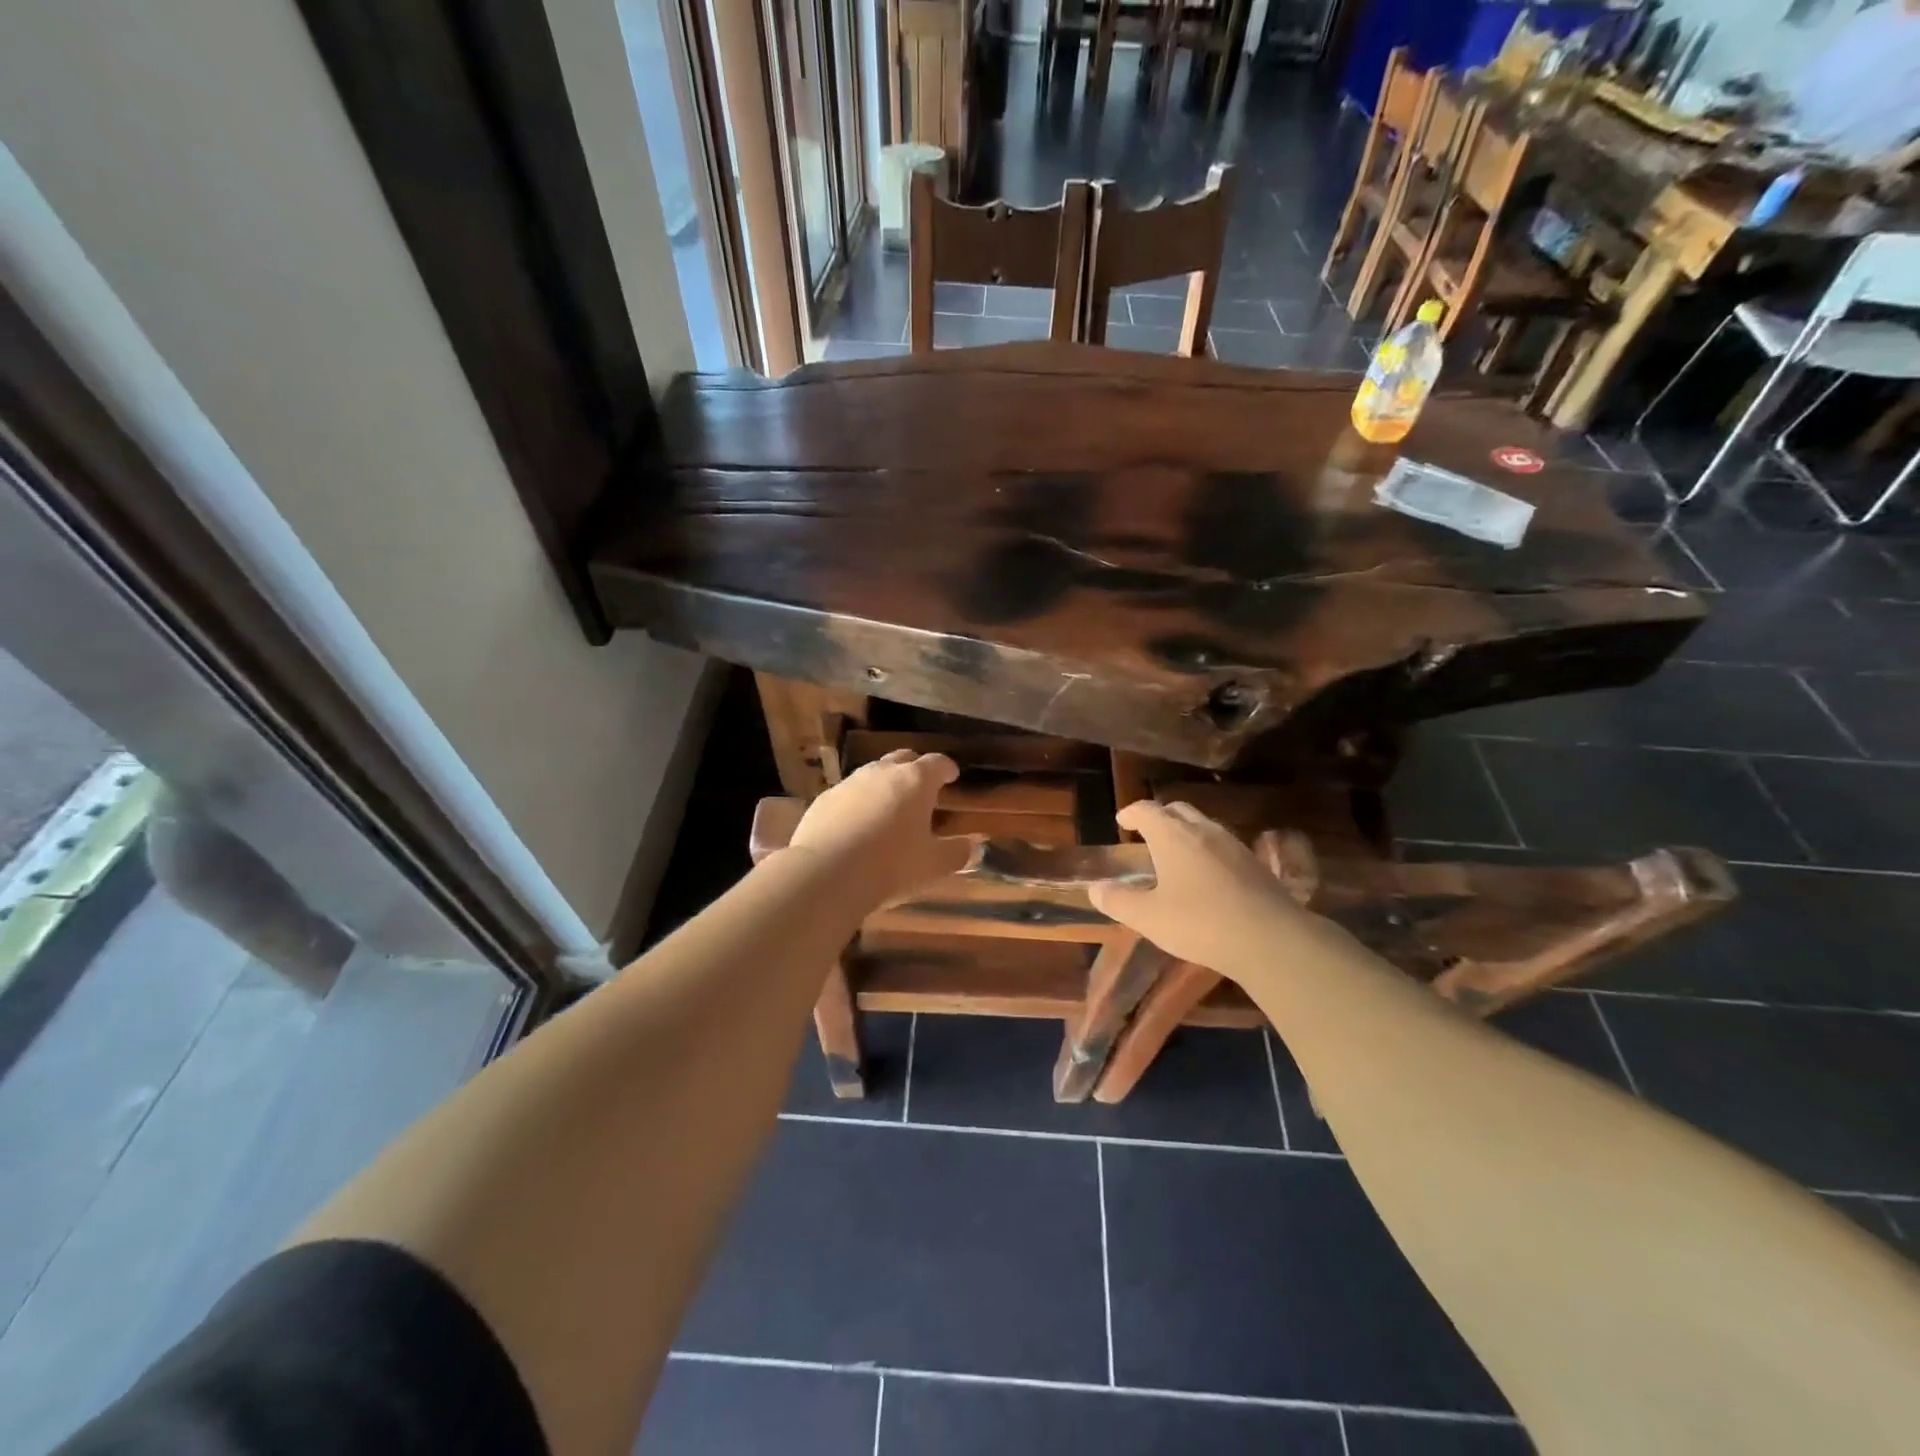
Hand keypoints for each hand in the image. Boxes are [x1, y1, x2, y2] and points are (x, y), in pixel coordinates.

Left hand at [786, 751, 974, 905]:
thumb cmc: (891, 866)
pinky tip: (857, 825)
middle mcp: (882, 773)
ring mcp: (849, 783)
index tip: (951, 776)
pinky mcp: (824, 800)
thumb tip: (975, 847)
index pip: (936, 763)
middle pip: (903, 759)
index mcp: (915, 781)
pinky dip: (858, 803)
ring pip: (873, 774)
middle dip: (914, 769)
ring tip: (889, 807)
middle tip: (922, 788)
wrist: (827, 874)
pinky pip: (848, 794)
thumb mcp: (933, 865)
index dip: (946, 768)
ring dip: (885, 785)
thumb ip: (957, 853)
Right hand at [1090, 801, 1317, 976]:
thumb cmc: (1201, 923)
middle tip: (1146, 833)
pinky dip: (1206, 849)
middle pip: (1177, 810)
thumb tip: (1096, 889)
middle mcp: (1203, 830)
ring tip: (1174, 854)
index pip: (1146, 810)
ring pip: (1203, 825)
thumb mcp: (1149, 918)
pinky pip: (1222, 845)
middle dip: (1159, 817)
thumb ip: (1119, 901)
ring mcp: (1233, 845)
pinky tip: (1206, 876)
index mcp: (1173, 836)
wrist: (1271, 939)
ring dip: (1185, 832)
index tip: (1122, 821)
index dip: (1131, 813)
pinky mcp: (1255, 864)